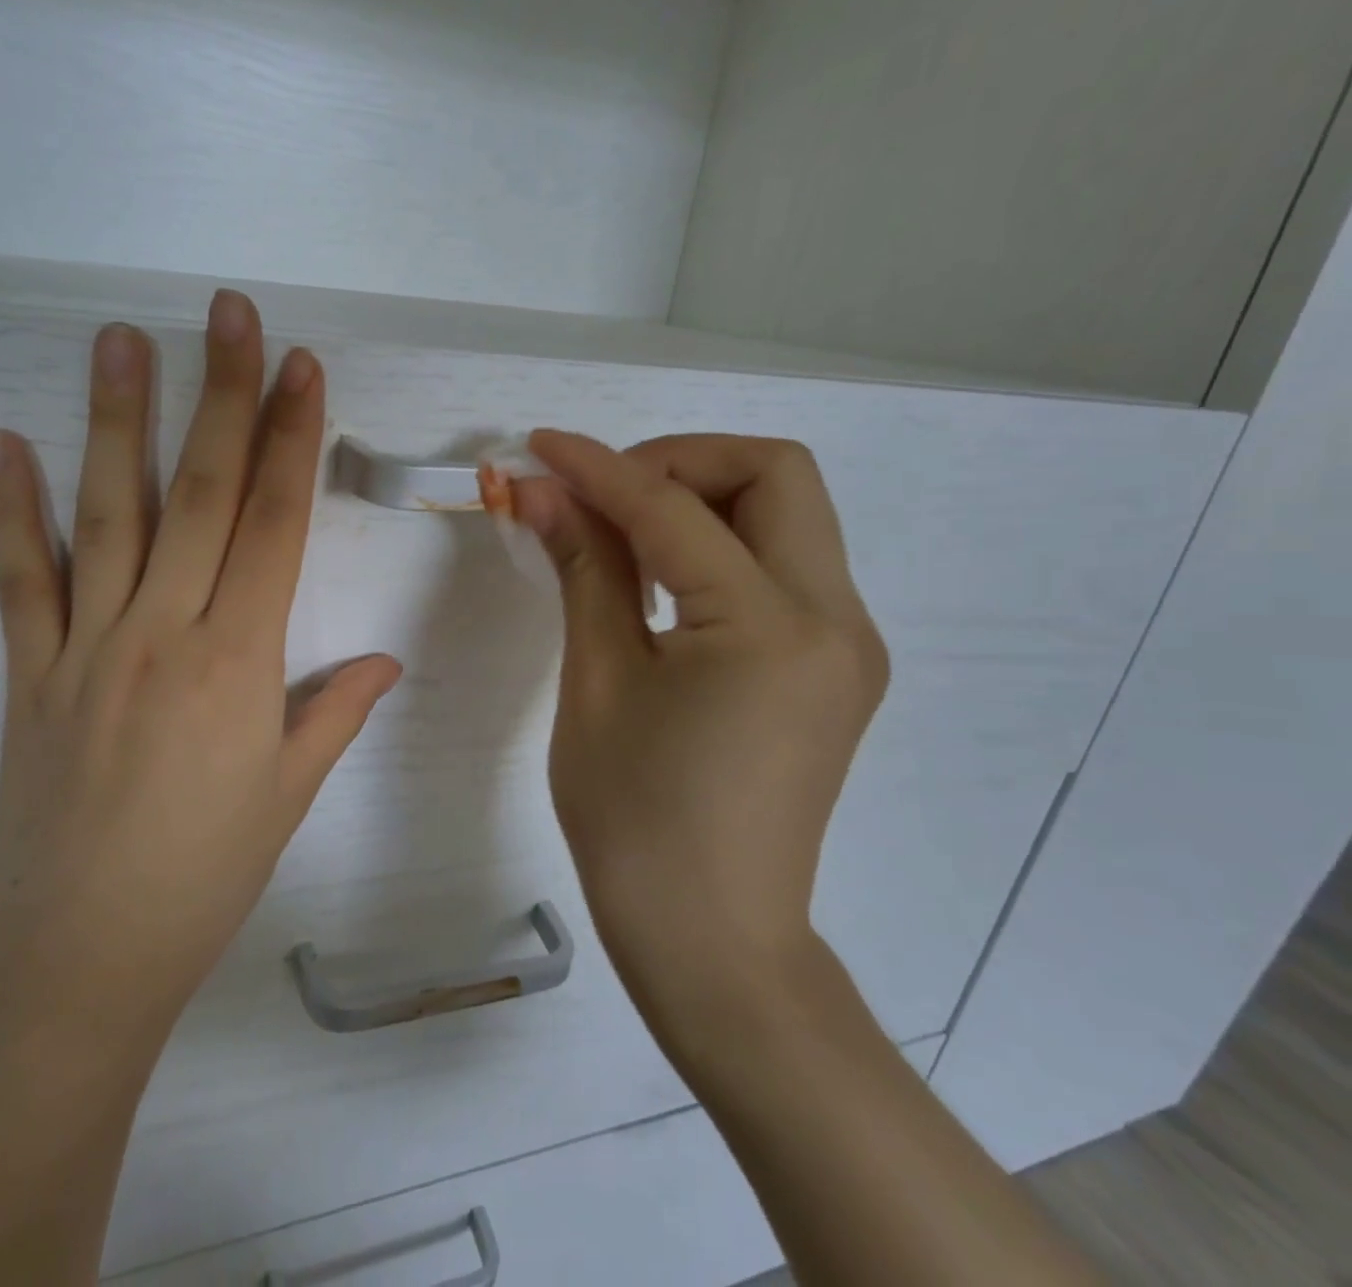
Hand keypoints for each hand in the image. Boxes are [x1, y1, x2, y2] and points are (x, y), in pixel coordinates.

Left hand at [0, 291, 402, 1054]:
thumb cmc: (203, 878)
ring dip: (118, 420)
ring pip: (111, 513)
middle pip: (204, 493)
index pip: (276, 523)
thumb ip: (334, 711)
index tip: (301, 368)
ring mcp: (86, 647)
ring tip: (121, 338)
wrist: (79, 960)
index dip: (293, 439)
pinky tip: (0, 443)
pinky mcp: (28, 675)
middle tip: (226, 313)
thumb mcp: (288, 794)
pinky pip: (20, 580)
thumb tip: (386, 660)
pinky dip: (9, 510)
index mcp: (238, 661)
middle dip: (223, 395)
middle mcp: (164, 632)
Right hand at [512, 431, 887, 1023]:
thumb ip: (582, 568)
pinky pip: (783, 565)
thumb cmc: (634, 820)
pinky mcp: (833, 665)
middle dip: (678, 462)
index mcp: (770, 627)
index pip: (675, 509)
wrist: (711, 940)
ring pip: (787, 513)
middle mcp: (834, 619)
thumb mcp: (597, 682)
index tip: (539, 446)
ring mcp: (845, 643)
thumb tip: (542, 491)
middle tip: (602, 496)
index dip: (600, 467)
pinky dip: (719, 546)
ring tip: (620, 537)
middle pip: (774, 474)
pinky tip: (660, 582)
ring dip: (701, 499)